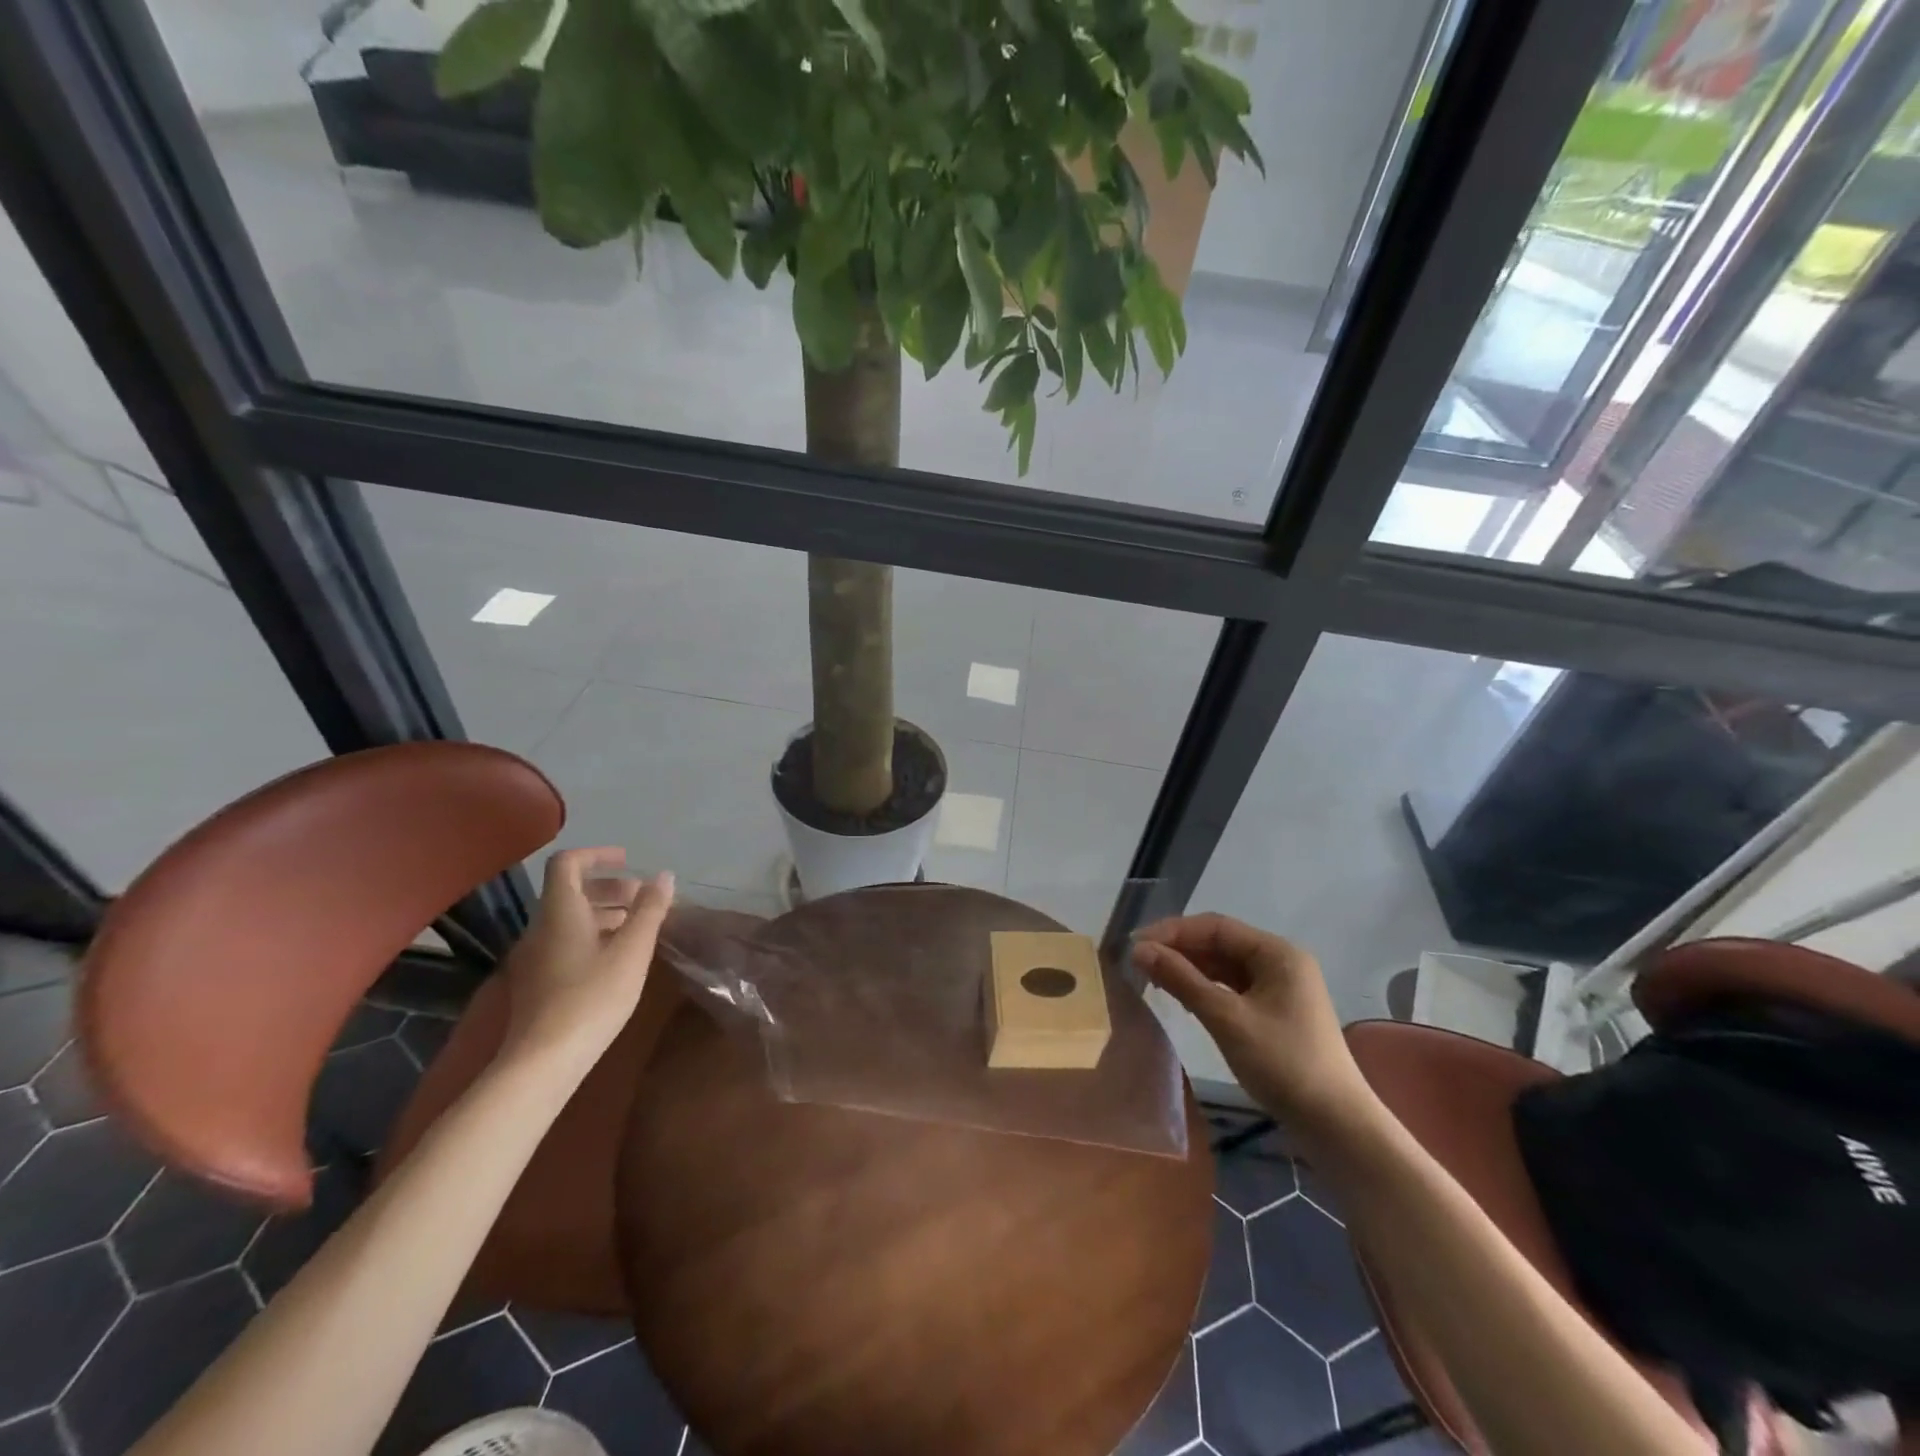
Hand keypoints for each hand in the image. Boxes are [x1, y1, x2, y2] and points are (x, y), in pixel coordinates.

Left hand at [498, 848, 674, 1065]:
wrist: (543, 1061)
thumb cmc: (592, 997)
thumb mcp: (632, 950)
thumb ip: (650, 910)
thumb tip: (663, 876)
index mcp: (559, 912)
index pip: (568, 863)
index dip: (598, 855)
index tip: (629, 862)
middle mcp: (540, 927)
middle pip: (570, 892)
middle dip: (610, 888)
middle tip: (644, 900)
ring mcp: (534, 956)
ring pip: (569, 919)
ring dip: (604, 913)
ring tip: (638, 929)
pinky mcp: (537, 981)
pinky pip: (565, 942)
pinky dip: (593, 936)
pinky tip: (617, 958)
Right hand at [1133, 914, 1373, 1139]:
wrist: (1336, 1126)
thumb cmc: (1283, 1063)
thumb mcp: (1226, 1018)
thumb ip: (1181, 979)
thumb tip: (1138, 949)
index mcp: (1277, 953)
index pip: (1215, 926)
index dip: (1172, 931)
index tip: (1135, 944)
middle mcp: (1280, 961)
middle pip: (1220, 943)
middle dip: (1179, 949)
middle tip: (1138, 962)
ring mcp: (1280, 987)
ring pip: (1224, 966)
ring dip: (1189, 969)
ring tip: (1152, 978)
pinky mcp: (1276, 1012)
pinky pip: (1233, 987)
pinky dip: (1205, 988)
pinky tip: (1182, 998)